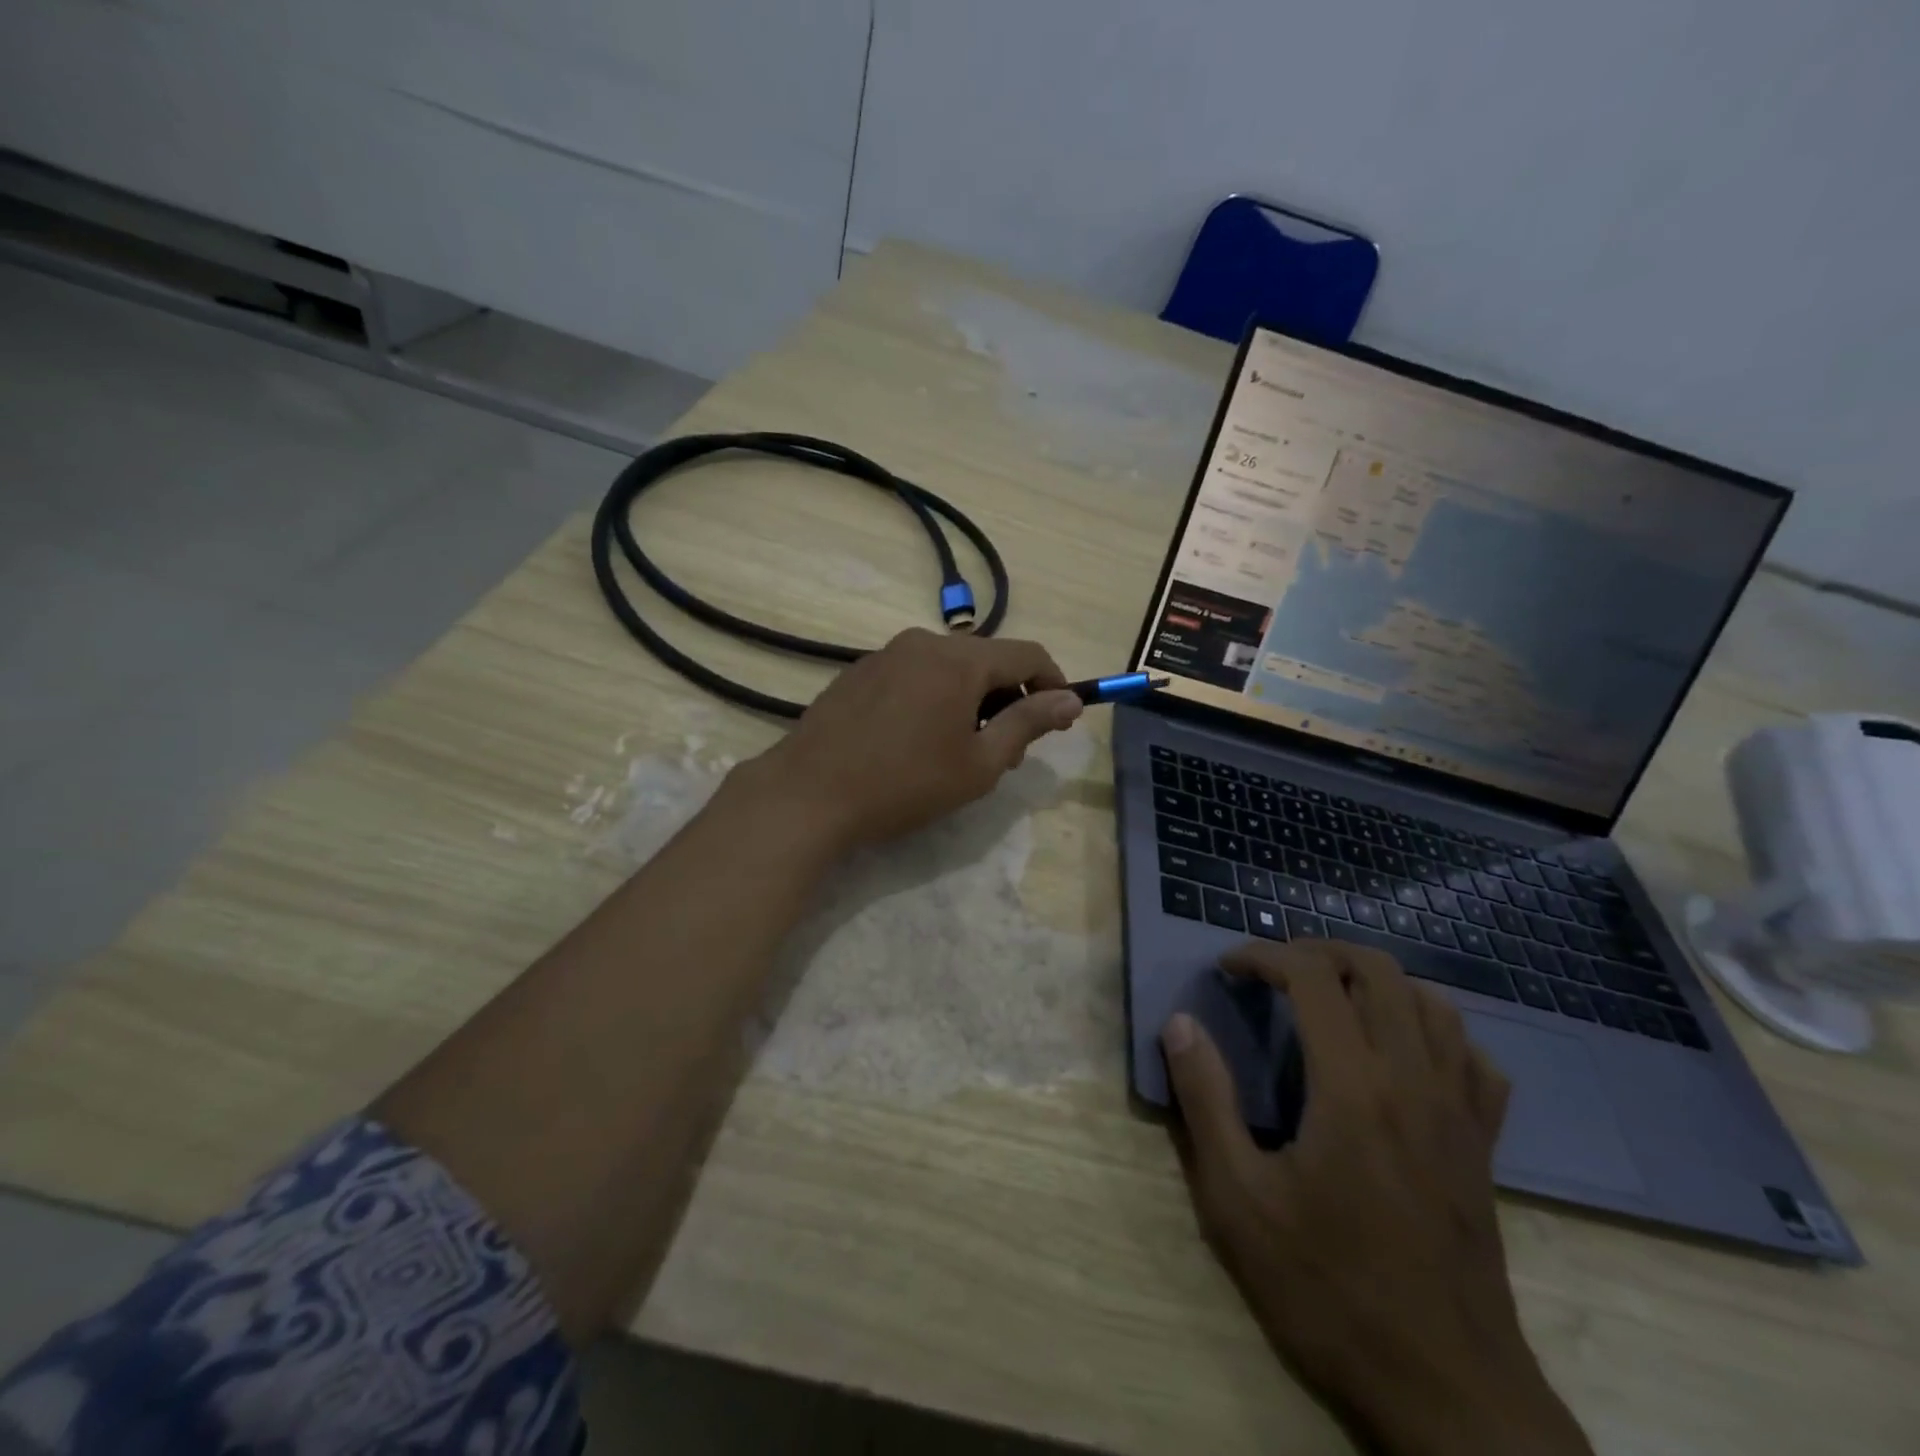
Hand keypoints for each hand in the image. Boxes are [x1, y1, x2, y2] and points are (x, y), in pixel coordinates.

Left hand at [749, 627, 1081, 851]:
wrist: (808, 795)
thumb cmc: (905, 784)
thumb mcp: (979, 763)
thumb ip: (1028, 724)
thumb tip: (1070, 699)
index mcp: (959, 660)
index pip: (1028, 654)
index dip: (1054, 683)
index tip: (1060, 720)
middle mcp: (923, 642)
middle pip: (987, 659)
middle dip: (1009, 698)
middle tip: (1007, 751)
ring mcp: (885, 654)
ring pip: (949, 667)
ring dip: (971, 700)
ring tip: (961, 750)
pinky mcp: (858, 672)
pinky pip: (914, 674)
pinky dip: (935, 698)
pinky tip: (917, 740)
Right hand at [1160, 941, 1591, 1455]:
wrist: (1446, 1391)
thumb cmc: (1329, 1289)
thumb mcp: (1238, 1201)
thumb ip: (1205, 1100)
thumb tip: (1180, 1024)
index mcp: (1352, 1085)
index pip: (1312, 975)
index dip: (1263, 955)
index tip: (1228, 969)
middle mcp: (1413, 1079)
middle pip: (1378, 970)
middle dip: (1319, 951)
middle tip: (1275, 970)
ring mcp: (1459, 1111)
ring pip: (1433, 1003)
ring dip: (1377, 982)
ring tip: (1333, 999)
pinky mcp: (1484, 1145)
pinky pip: (1474, 1060)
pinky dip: (1437, 1033)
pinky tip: (1406, 1054)